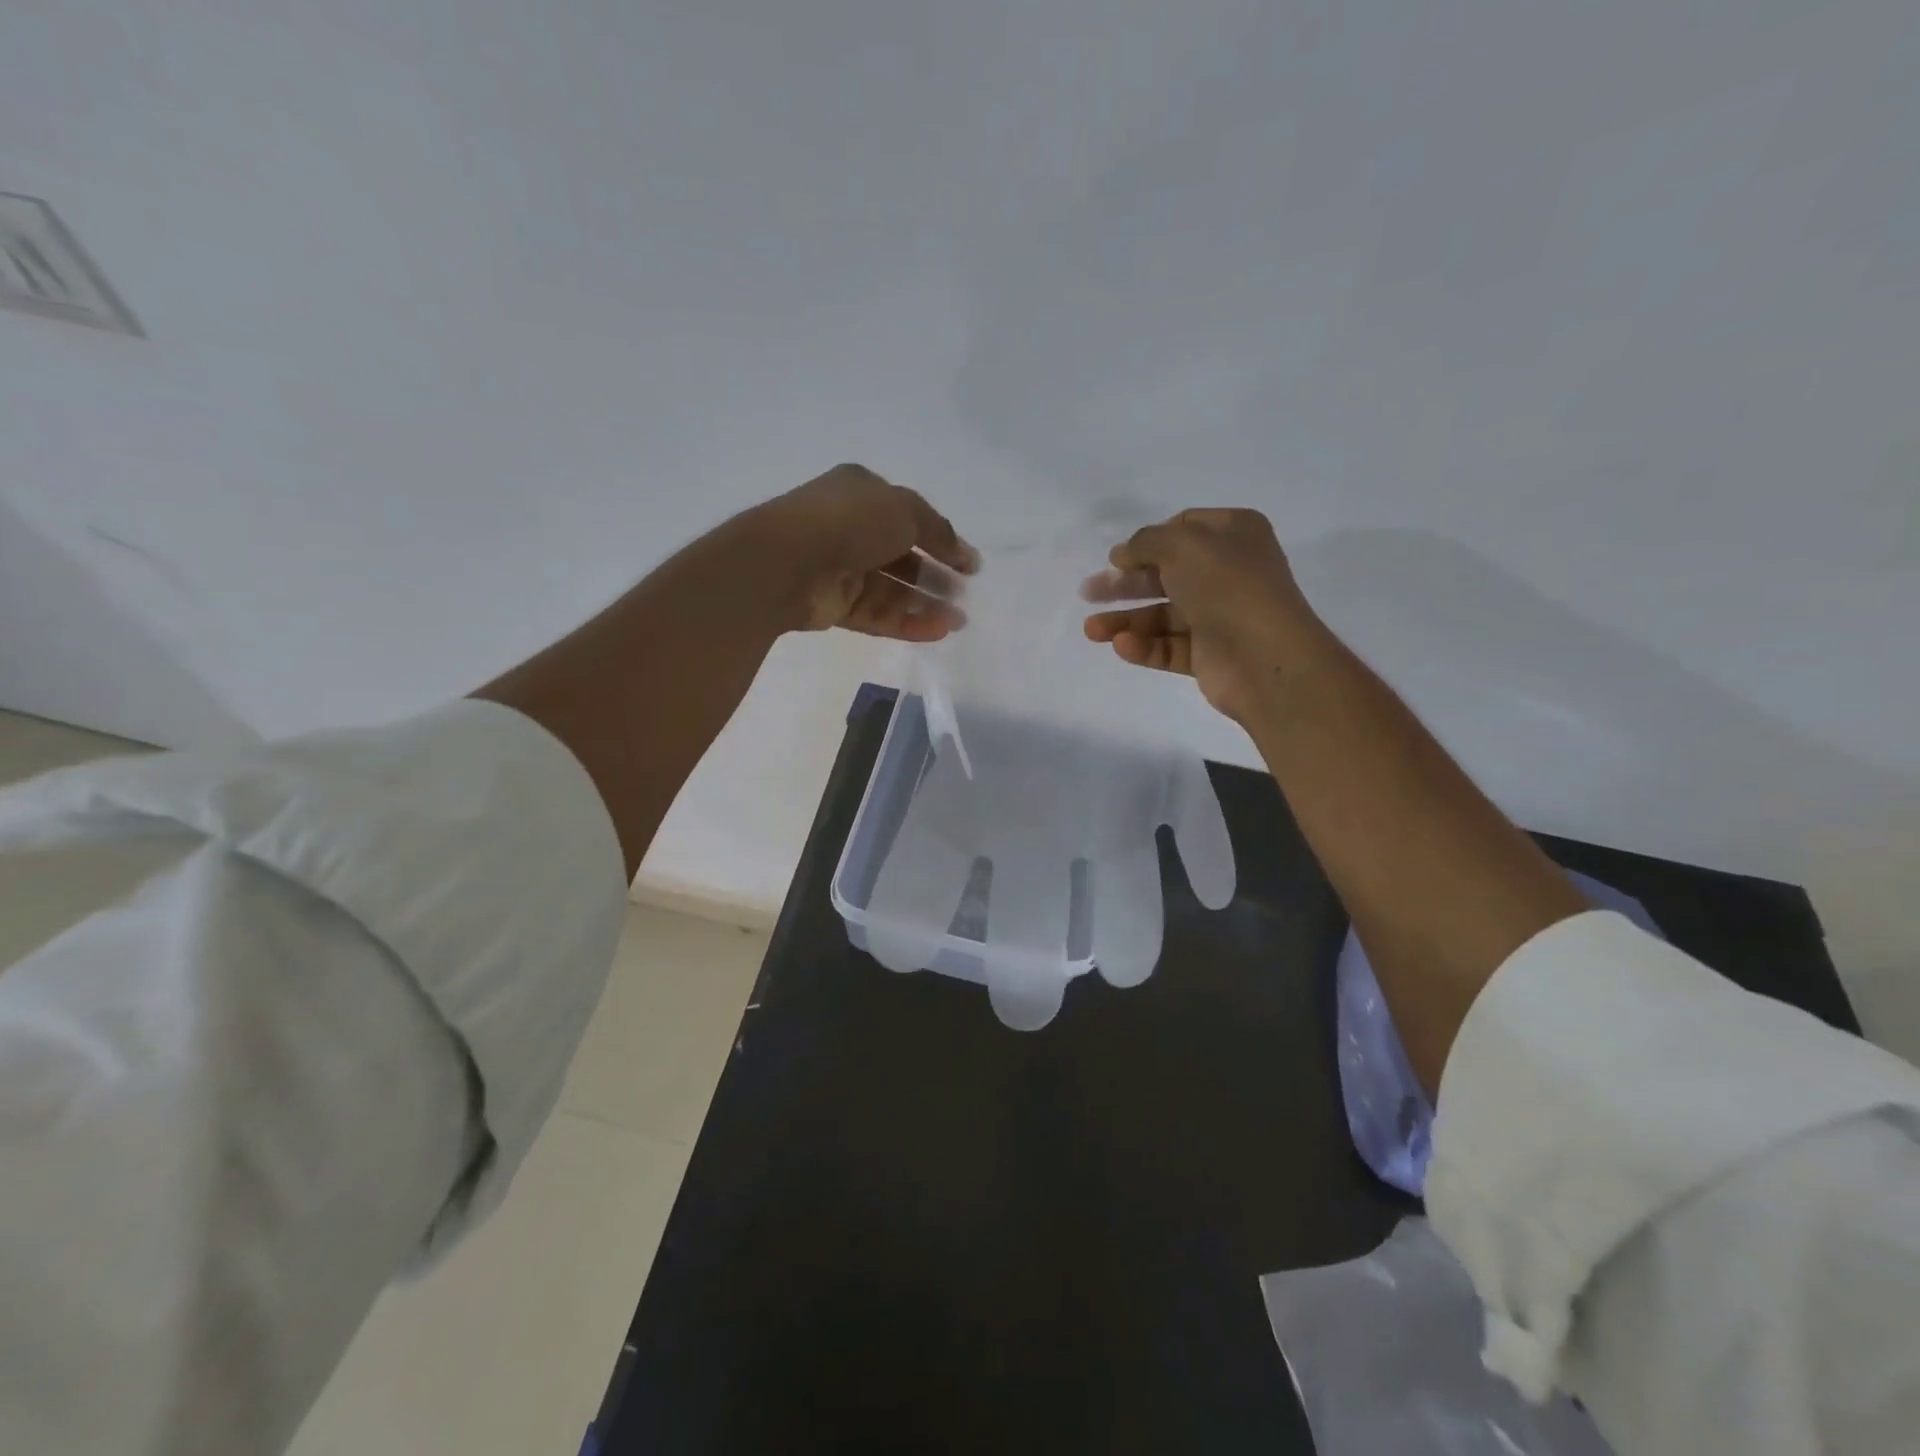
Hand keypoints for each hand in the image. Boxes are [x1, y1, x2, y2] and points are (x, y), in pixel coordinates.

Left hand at [755, 464, 977, 640]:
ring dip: (926, 604)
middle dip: (936, 576)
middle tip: (964, 594)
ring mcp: (841, 568)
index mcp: (862, 493)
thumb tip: (964, 554)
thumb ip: (939, 531)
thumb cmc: (849, 522)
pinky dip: (907, 622)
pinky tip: (938, 631)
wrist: (786, 561)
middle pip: (903, 556)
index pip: (910, 517)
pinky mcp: (835, 605)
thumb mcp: (905, 511)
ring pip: (892, 590)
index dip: (942, 540)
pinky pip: (878, 614)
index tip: (971, 565)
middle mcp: (851, 528)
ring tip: (959, 620)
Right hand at [1083, 508, 1330, 722]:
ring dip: (1125, 620)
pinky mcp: (1209, 655)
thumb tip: (1122, 554)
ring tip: (1091, 630)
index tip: (1115, 558)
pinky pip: (1170, 647)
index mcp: (1234, 535)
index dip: (1147, 542)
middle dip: (1125, 584)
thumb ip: (1145, 542)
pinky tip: (1121, 646)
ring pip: (1163, 615)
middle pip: (1166, 574)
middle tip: (1088, 592)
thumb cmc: (1227, 586)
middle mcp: (1229, 572)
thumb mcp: (1182, 545)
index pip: (1183, 530)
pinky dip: (1144, 646)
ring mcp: (1220, 616)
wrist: (1264, 657)